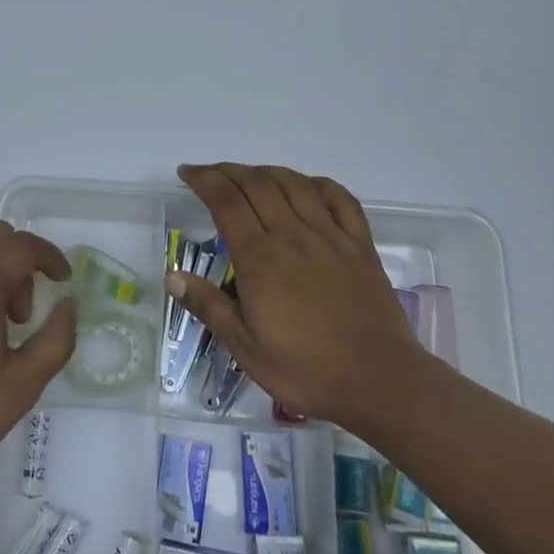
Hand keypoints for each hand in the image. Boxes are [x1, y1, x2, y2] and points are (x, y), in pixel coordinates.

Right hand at [169, 163, 423, 424]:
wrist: (379, 382)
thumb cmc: (306, 369)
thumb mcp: (245, 347)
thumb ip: (209, 307)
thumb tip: (173, 275)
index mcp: (260, 258)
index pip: (226, 201)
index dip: (204, 180)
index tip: (187, 173)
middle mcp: (293, 235)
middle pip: (257, 184)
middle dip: (228, 171)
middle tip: (210, 174)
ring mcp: (330, 236)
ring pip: (294, 184)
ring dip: (266, 171)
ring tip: (250, 176)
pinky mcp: (360, 245)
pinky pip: (340, 199)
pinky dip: (317, 184)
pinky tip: (306, 187)